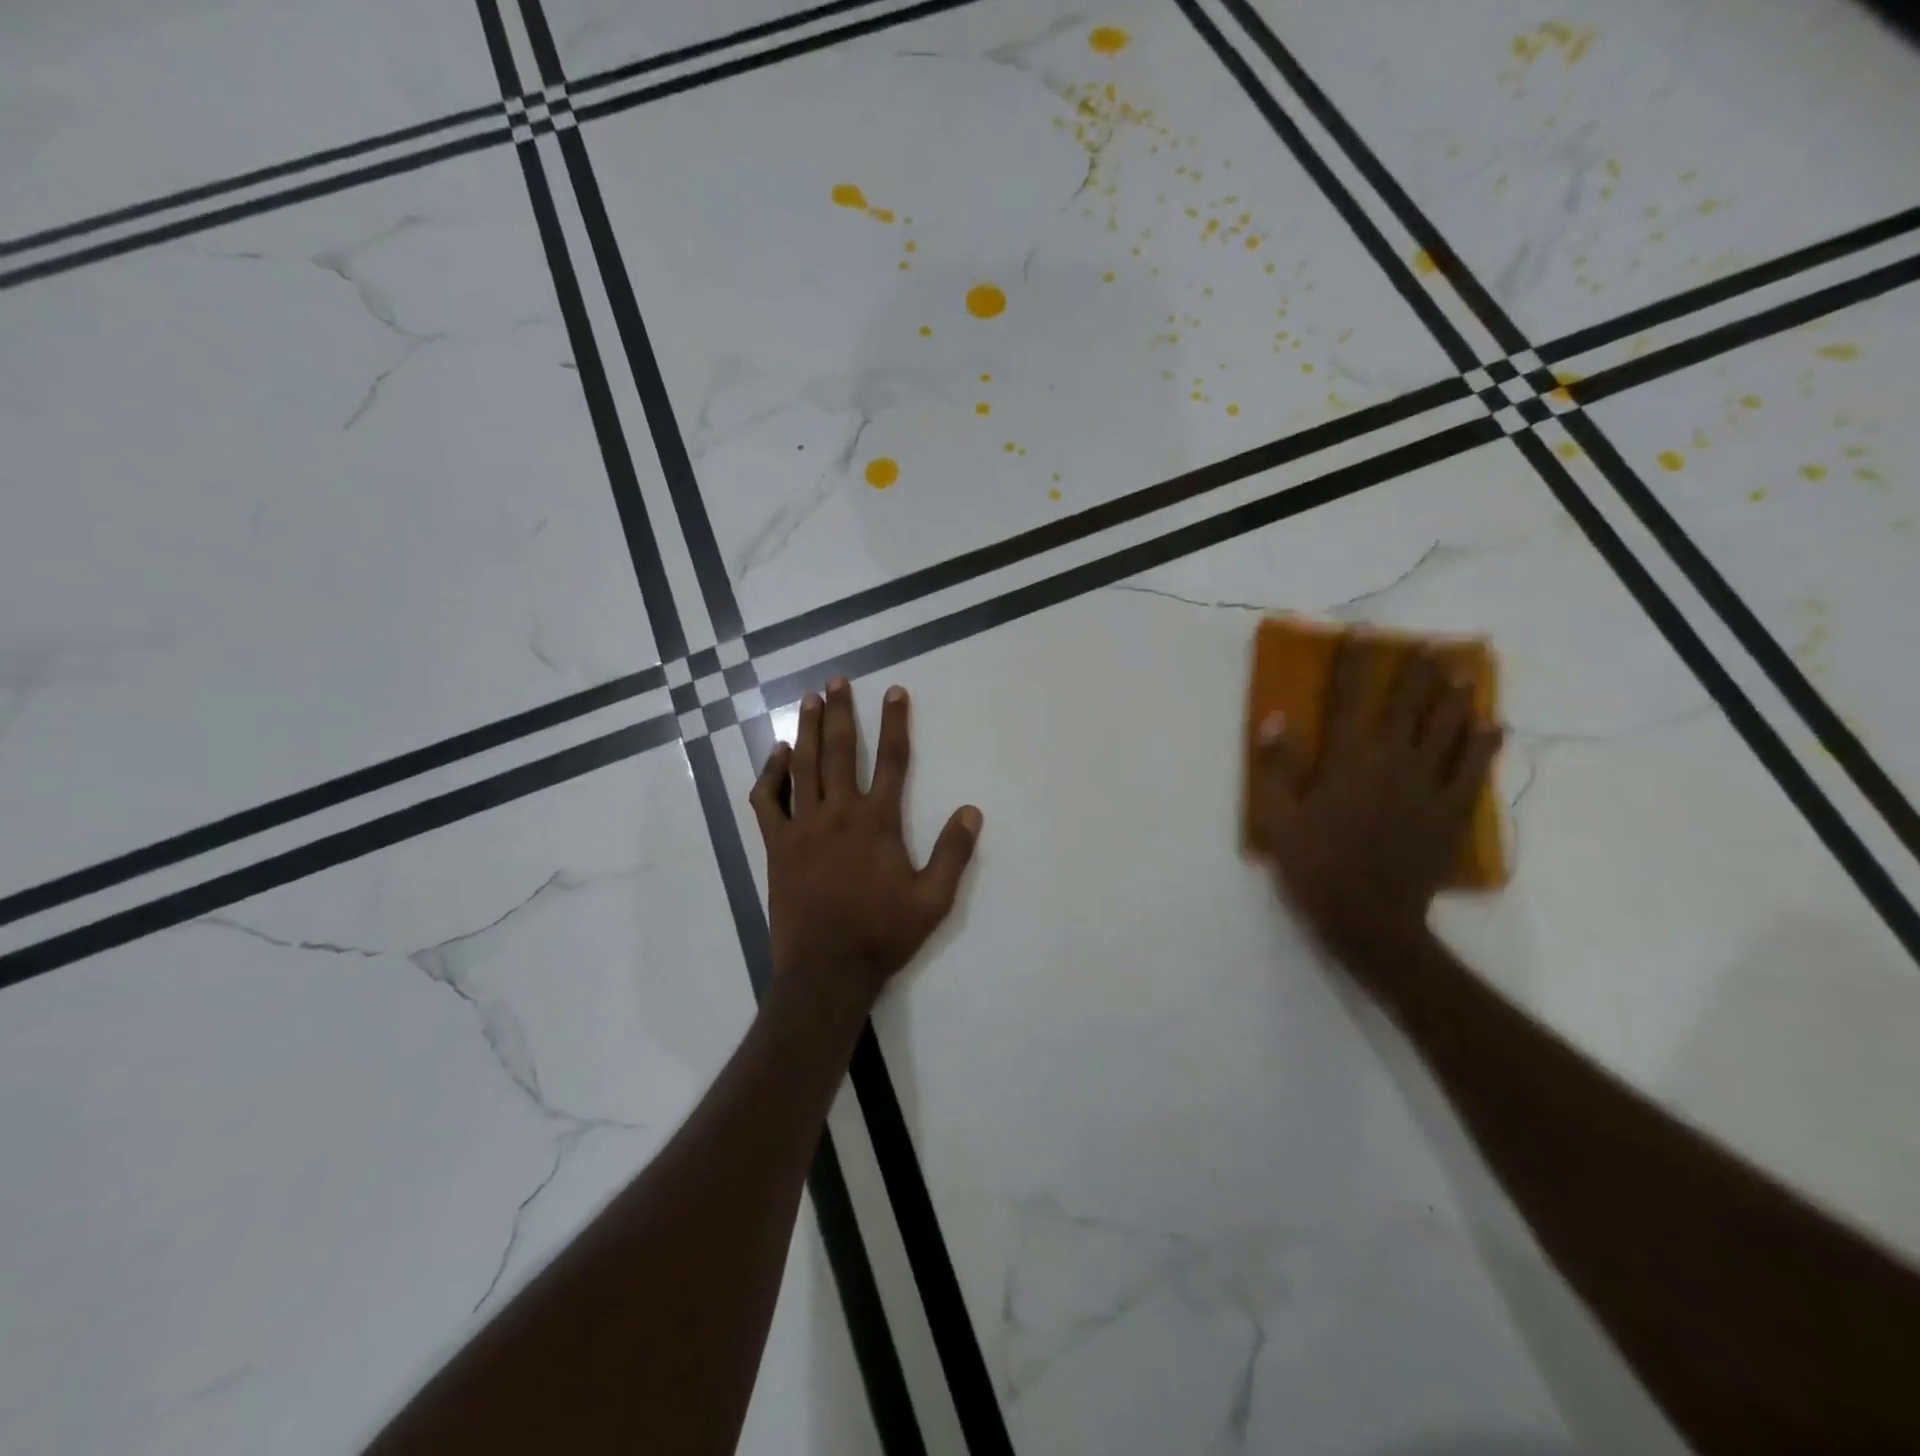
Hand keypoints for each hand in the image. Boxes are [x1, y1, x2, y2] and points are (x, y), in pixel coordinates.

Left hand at [750, 679, 982, 1014]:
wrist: (826, 969)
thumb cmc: (882, 934)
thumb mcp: (933, 900)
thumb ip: (953, 853)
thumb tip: (971, 811)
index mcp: (878, 822)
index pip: (891, 759)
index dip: (895, 722)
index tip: (895, 692)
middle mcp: (839, 813)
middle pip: (840, 750)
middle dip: (840, 711)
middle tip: (837, 681)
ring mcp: (803, 826)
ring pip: (803, 765)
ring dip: (806, 728)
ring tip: (809, 699)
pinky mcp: (777, 844)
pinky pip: (768, 800)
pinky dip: (771, 774)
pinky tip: (777, 754)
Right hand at [1250, 639, 1500, 969]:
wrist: (1369, 920)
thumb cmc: (1315, 866)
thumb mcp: (1279, 819)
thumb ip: (1278, 768)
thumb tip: (1276, 719)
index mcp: (1347, 764)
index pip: (1348, 702)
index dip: (1355, 665)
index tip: (1362, 634)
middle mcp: (1391, 765)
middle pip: (1408, 710)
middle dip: (1418, 675)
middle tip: (1431, 648)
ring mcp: (1427, 789)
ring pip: (1447, 734)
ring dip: (1455, 701)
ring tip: (1463, 675)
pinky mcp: (1450, 814)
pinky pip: (1473, 772)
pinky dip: (1484, 747)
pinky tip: (1494, 727)